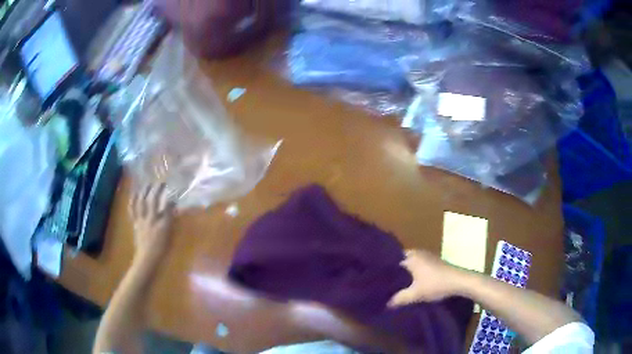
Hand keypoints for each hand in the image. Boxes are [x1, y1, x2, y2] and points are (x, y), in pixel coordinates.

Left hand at [129, 184, 174, 262]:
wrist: (147, 258)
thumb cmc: (161, 248)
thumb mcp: (169, 234)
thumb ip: (170, 219)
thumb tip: (171, 205)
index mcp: (160, 223)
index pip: (165, 205)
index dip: (168, 195)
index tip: (171, 188)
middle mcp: (150, 218)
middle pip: (152, 200)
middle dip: (156, 189)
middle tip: (159, 182)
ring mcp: (141, 220)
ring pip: (141, 202)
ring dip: (144, 192)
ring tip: (146, 184)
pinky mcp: (135, 223)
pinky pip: (132, 210)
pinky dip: (132, 201)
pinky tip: (134, 194)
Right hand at [388, 250, 463, 306]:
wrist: (459, 281)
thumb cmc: (435, 284)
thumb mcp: (415, 294)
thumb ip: (399, 299)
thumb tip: (386, 304)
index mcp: (411, 257)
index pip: (392, 259)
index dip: (384, 268)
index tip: (377, 277)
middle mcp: (418, 252)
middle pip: (401, 259)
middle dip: (394, 269)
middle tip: (385, 281)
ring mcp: (428, 255)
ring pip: (411, 261)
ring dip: (405, 270)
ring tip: (396, 282)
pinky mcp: (435, 261)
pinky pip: (419, 263)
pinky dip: (414, 270)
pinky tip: (412, 281)